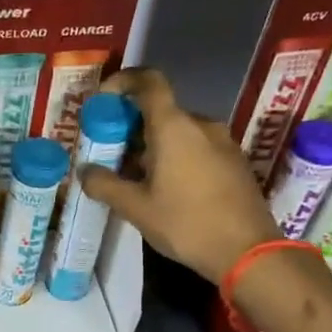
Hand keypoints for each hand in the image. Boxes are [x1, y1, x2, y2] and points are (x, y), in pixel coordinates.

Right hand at [80, 68, 278, 282]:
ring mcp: (222, 142)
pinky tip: (165, 189)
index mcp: (174, 127)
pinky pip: (197, 147)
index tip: (104, 98)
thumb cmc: (186, 224)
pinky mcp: (234, 161)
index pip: (149, 82)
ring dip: (153, 145)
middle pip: (161, 111)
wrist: (247, 251)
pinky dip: (175, 156)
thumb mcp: (136, 208)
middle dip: (132, 126)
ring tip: (134, 177)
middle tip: (110, 152)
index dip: (124, 81)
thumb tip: (84, 171)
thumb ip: (105, 185)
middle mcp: (201, 125)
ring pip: (179, 132)